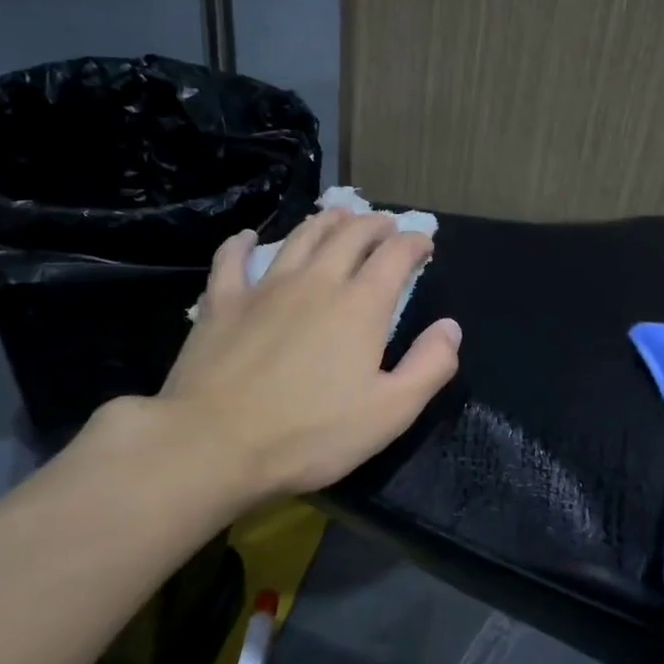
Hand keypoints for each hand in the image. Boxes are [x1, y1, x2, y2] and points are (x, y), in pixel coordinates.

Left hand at [95, 209, 461, 517]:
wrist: (213, 446)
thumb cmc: (310, 434)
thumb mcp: (390, 412)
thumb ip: (430, 366)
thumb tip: (450, 328)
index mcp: (360, 305)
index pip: (396, 255)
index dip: (414, 242)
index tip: (424, 244)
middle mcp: (316, 281)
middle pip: (350, 234)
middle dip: (374, 224)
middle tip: (386, 225)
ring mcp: (265, 287)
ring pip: (301, 237)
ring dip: (325, 222)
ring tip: (338, 217)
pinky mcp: (223, 302)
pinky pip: (233, 259)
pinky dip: (244, 243)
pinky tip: (248, 238)